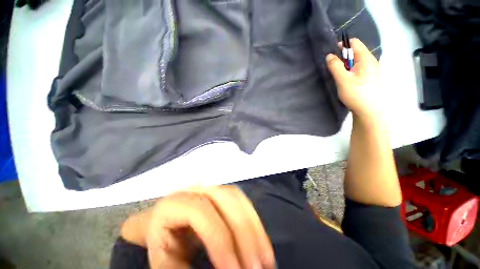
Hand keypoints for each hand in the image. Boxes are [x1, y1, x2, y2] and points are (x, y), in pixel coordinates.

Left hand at [121, 186, 275, 268]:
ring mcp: (211, 188)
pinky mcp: (222, 193)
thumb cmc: (161, 243)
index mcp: (174, 203)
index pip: (200, 212)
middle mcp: (195, 189)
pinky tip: (260, 242)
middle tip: (257, 266)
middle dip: (244, 230)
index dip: (219, 238)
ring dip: (253, 226)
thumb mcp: (164, 261)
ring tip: (265, 257)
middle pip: (225, 197)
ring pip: (237, 197)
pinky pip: (241, 202)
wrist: (163, 224)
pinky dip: (253, 222)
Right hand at [326, 38, 380, 120]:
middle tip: (334, 67)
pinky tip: (345, 79)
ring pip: (355, 61)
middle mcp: (370, 61)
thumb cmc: (355, 93)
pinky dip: (349, 70)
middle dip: (343, 57)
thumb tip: (329, 55)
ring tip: (338, 75)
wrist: (367, 110)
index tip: (332, 55)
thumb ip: (335, 66)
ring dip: (345, 65)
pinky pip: (357, 68)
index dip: (342, 45)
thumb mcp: (342, 79)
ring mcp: (370, 69)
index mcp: (366, 58)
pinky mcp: (368, 77)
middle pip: (355, 51)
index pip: (354, 43)